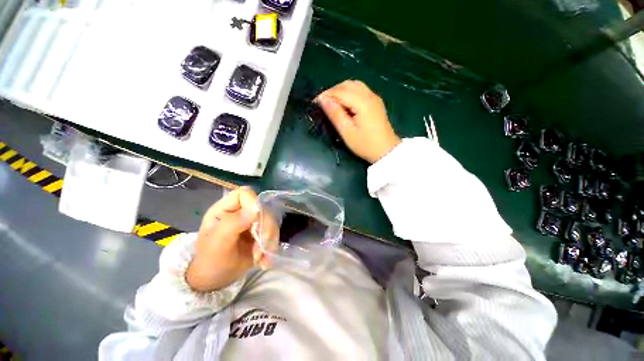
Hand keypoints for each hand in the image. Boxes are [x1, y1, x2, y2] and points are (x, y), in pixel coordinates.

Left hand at [186, 187, 275, 291]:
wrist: (216, 281)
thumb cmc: (210, 261)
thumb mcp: (217, 243)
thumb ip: (233, 224)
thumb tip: (256, 209)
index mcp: (226, 208)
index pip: (245, 194)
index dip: (254, 204)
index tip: (255, 224)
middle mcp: (241, 212)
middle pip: (263, 208)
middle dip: (265, 229)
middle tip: (261, 248)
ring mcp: (253, 222)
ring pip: (272, 221)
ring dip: (269, 241)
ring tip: (260, 259)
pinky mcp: (261, 233)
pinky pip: (274, 234)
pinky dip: (271, 248)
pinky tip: (264, 262)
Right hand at [316, 80, 400, 163]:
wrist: (386, 150)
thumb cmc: (365, 145)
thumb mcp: (347, 132)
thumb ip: (335, 114)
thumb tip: (323, 100)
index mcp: (362, 103)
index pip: (340, 91)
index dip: (326, 95)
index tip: (315, 103)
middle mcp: (369, 95)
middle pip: (347, 84)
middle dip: (333, 91)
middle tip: (323, 104)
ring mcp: (374, 98)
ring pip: (354, 85)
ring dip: (341, 91)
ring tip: (332, 104)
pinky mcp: (375, 102)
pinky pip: (360, 90)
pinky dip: (349, 93)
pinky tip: (344, 104)